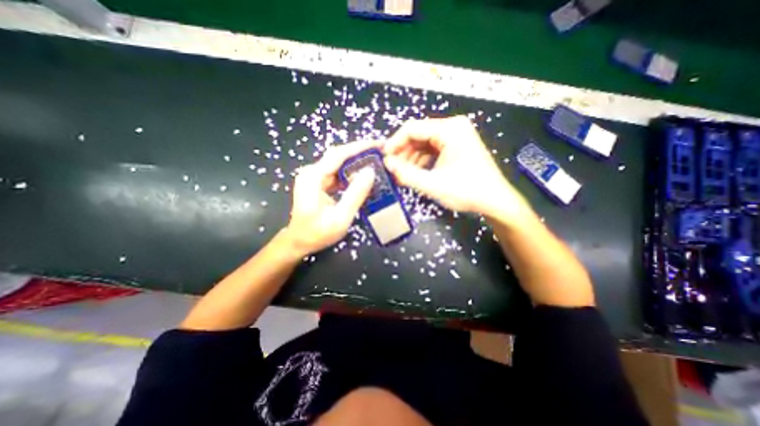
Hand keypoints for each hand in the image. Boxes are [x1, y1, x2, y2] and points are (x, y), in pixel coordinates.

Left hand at [284, 142, 377, 257]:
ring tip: (376, 164)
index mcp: (313, 177)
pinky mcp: (318, 183)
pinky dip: (351, 175)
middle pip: (339, 156)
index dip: (360, 147)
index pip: (339, 154)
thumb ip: (355, 194)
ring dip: (357, 164)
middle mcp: (312, 173)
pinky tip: (363, 178)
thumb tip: (370, 172)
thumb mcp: (340, 217)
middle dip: (360, 153)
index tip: (378, 144)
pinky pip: (338, 174)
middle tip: (381, 153)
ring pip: (339, 165)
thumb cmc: (317, 233)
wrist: (299, 242)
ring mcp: (314, 178)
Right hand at [383, 114, 528, 224]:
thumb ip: (407, 174)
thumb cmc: (467, 191)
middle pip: (418, 135)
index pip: (412, 128)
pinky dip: (421, 161)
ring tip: (402, 175)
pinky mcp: (456, 147)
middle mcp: (453, 128)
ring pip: (423, 144)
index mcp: (450, 130)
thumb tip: (387, 165)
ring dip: (411, 159)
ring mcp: (455, 137)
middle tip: (392, 170)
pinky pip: (432, 150)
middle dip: (403, 153)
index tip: (384, 158)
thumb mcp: (433, 184)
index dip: (395, 143)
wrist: (495, 201)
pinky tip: (414, 174)